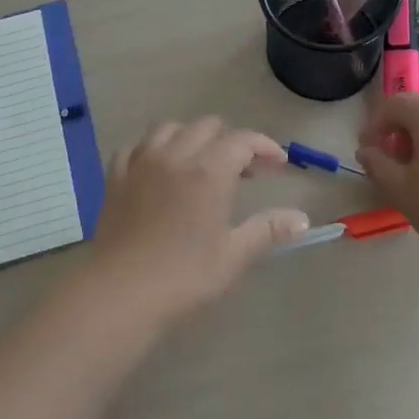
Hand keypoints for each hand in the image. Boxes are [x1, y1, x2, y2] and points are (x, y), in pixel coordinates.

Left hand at [82, 117, 308, 327]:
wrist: (121, 292)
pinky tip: (158, 168)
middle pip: (208, 126)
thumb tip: (302, 219)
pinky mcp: (116, 177)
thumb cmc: (184, 275)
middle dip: (231, 140)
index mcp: (209, 170)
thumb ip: (268, 229)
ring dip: (191, 137)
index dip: (264, 146)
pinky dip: (153, 149)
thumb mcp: (234, 255)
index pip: (243, 140)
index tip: (278, 164)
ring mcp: (141, 162)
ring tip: (201, 162)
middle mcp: (176, 155)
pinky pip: (136, 147)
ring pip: (170, 128)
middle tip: (244, 171)